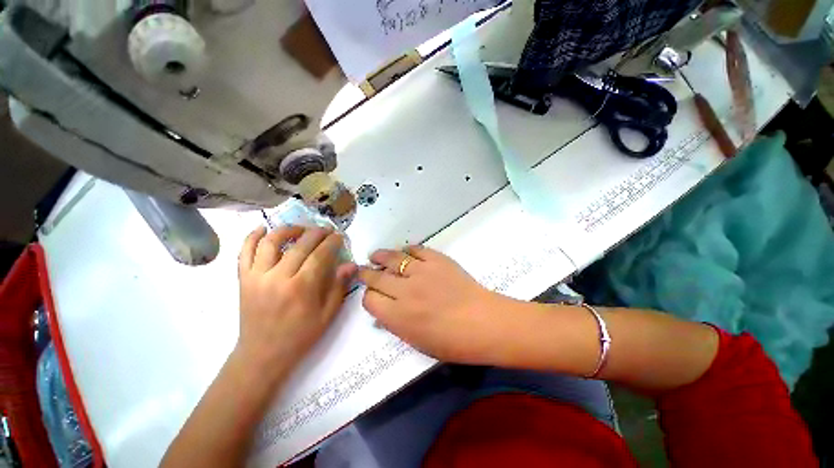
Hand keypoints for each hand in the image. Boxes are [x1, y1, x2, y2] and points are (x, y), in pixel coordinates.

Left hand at [236, 226, 355, 385]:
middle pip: (299, 244)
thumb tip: (351, 264)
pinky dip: (252, 237)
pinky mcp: (243, 279)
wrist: (262, 355)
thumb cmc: (300, 335)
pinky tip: (263, 229)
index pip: (320, 255)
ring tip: (300, 229)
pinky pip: (244, 252)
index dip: (332, 242)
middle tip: (326, 230)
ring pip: (270, 242)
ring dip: (288, 230)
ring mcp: (257, 276)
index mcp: (301, 287)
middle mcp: (278, 277)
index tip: (339, 236)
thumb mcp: (327, 314)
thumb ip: (339, 286)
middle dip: (316, 233)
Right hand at [359, 246, 506, 363]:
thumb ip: (396, 325)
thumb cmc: (452, 342)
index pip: (370, 300)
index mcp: (398, 316)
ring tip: (376, 255)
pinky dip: (408, 249)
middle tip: (363, 270)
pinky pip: (417, 249)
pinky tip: (405, 251)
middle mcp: (405, 291)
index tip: (372, 295)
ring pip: (393, 258)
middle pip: (376, 277)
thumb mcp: (417, 343)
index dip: (369, 297)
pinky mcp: (437, 259)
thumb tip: (382, 313)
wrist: (483, 322)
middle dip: (367, 273)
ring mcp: (421, 272)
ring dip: (381, 256)